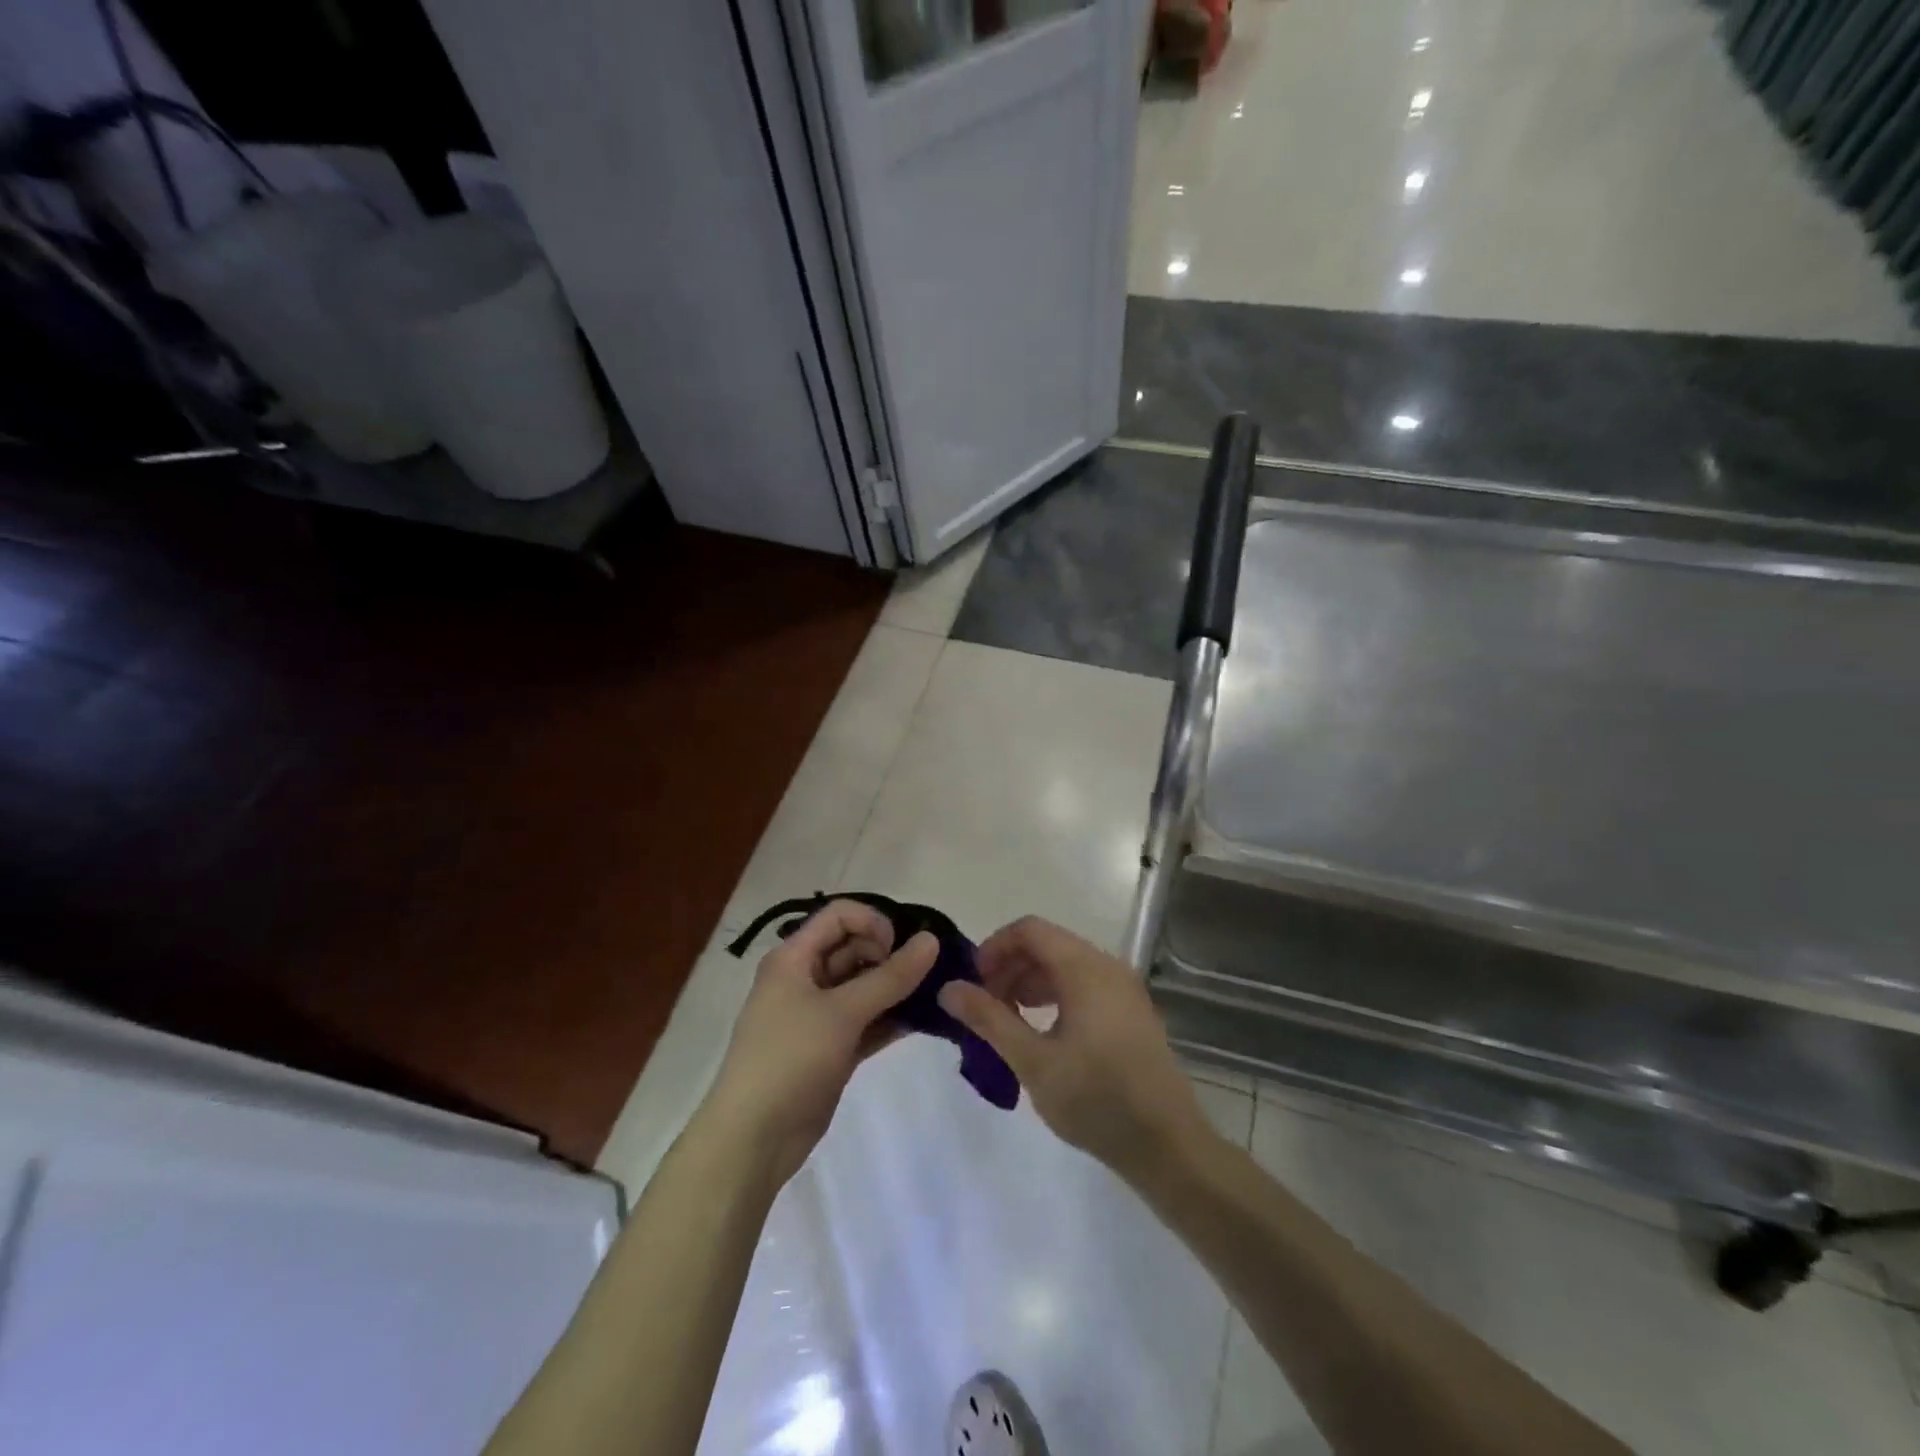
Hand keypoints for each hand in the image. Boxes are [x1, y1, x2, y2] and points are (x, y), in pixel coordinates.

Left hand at [703, 900, 938, 1186]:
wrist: (753, 1140)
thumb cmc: (790, 1059)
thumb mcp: (842, 1012)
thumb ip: (890, 976)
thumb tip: (931, 939)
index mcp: (794, 958)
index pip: (839, 916)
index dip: (873, 922)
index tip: (900, 948)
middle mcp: (804, 978)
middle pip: (854, 948)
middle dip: (890, 955)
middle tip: (926, 974)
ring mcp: (817, 1015)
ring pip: (863, 986)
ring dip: (895, 988)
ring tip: (934, 995)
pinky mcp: (830, 1048)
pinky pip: (866, 1020)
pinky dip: (890, 1018)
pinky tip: (922, 1022)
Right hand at [938, 916, 1211, 1182]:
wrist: (1168, 1145)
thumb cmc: (1096, 1099)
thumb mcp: (1033, 1061)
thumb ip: (989, 1019)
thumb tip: (949, 988)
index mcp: (1085, 968)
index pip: (1030, 930)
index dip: (995, 947)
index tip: (973, 982)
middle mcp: (1107, 966)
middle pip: (1048, 945)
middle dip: (1010, 967)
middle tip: (985, 1006)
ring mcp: (1124, 989)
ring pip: (1066, 965)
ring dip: (1030, 982)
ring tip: (1008, 1019)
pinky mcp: (1131, 1012)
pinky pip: (1085, 985)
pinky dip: (1055, 995)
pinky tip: (1042, 1032)